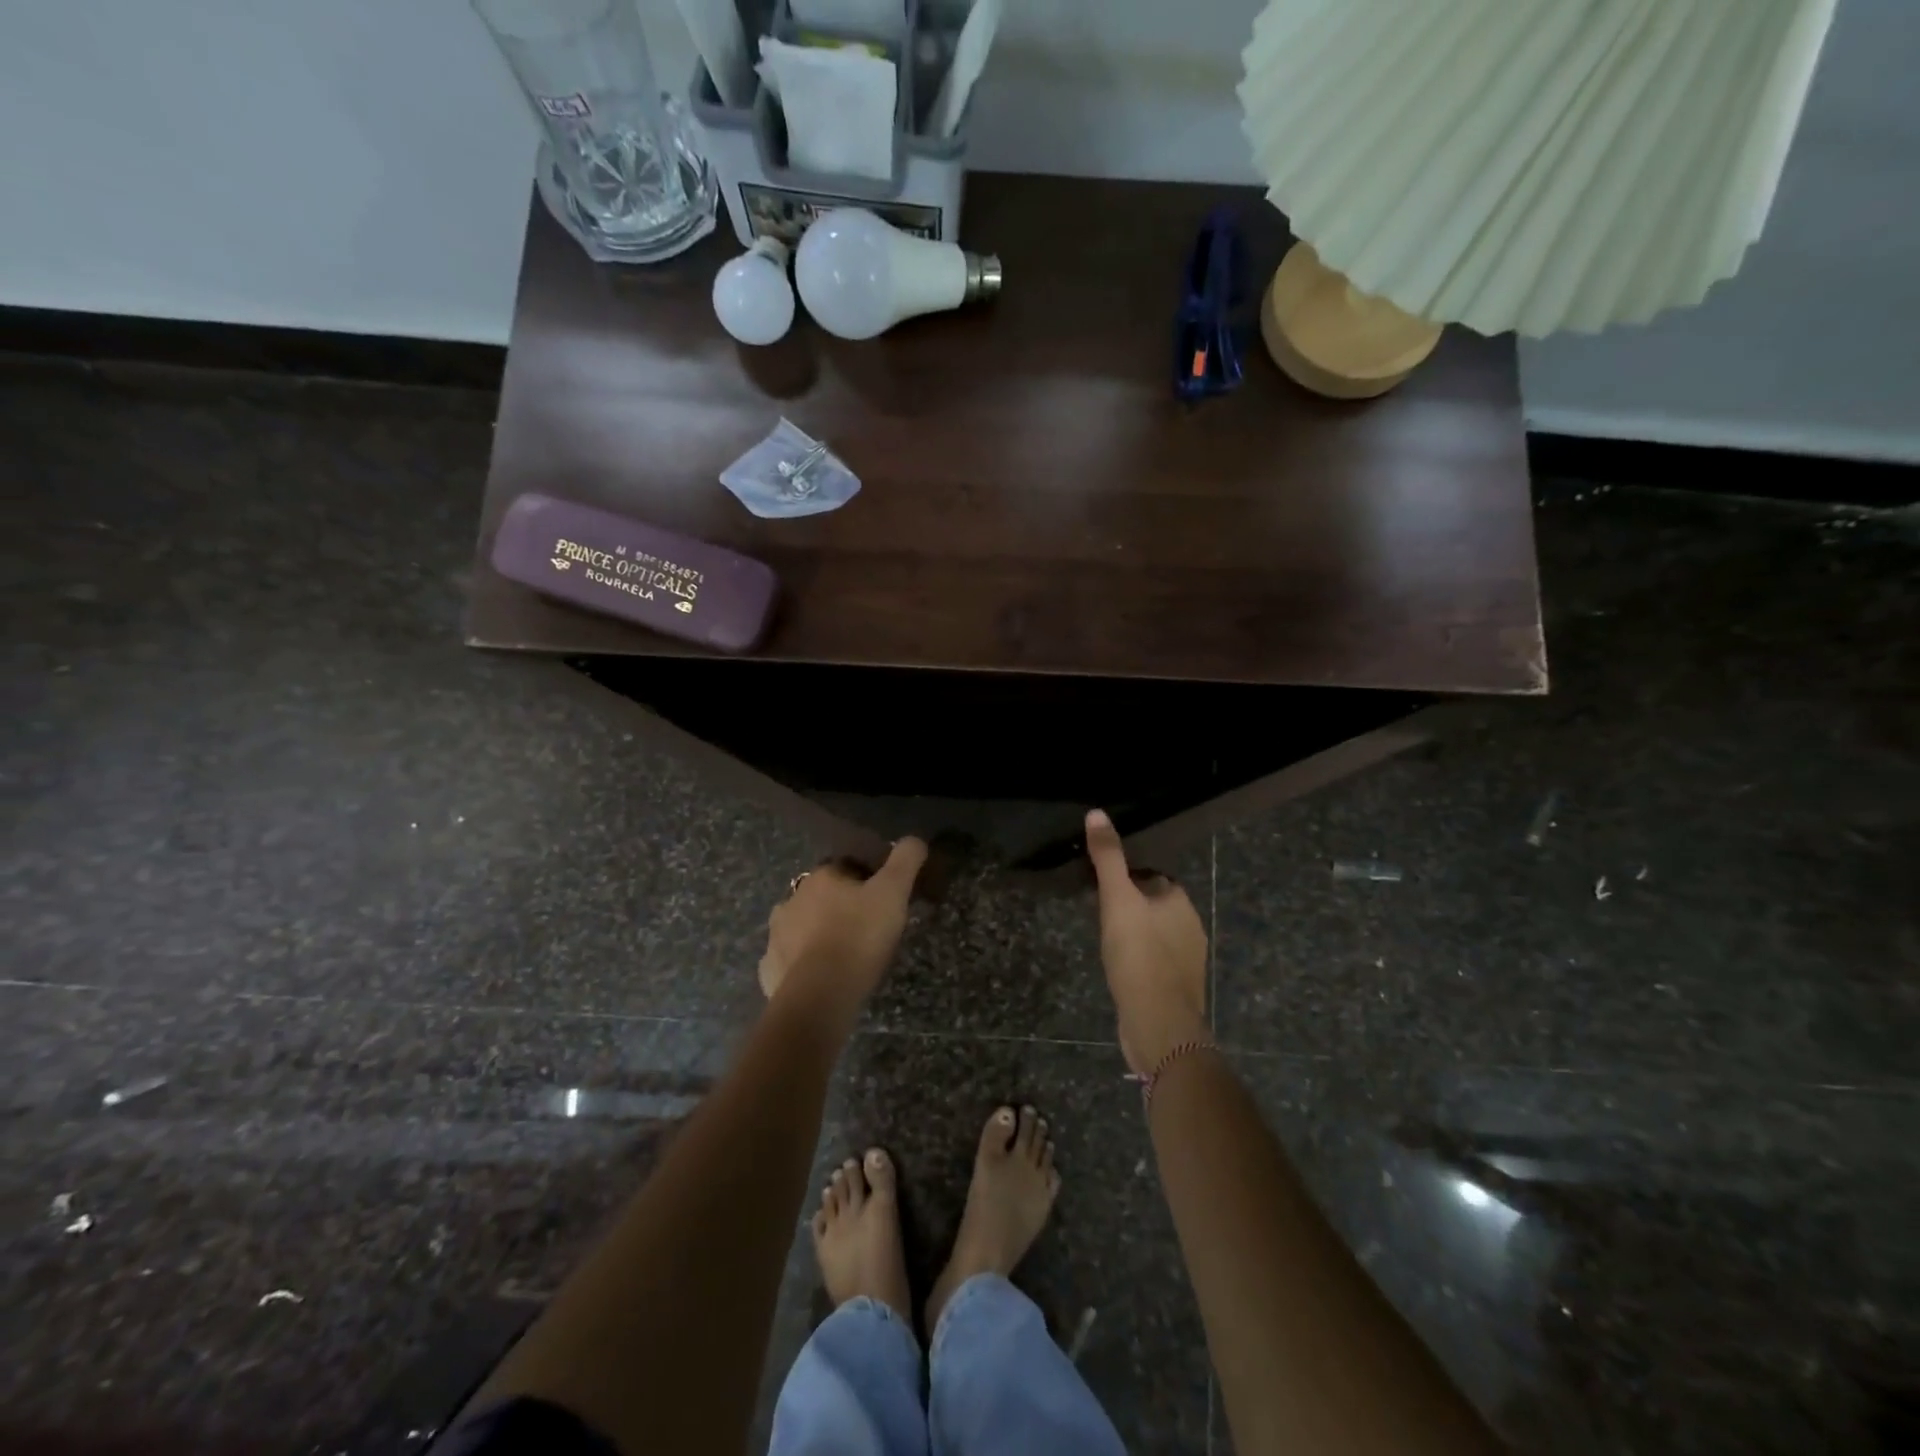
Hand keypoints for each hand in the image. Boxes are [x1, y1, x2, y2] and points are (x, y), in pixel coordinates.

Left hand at [758, 838, 928, 1025]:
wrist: (820, 994)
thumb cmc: (859, 936)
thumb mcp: (893, 893)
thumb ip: (905, 861)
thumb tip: (915, 838)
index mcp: (821, 877)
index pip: (845, 867)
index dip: (866, 880)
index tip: (883, 898)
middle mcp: (792, 899)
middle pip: (821, 896)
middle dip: (839, 906)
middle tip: (866, 927)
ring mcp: (776, 935)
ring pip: (801, 925)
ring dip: (818, 932)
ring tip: (843, 953)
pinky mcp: (770, 968)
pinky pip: (789, 959)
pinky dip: (802, 963)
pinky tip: (820, 976)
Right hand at [1085, 810, 1208, 1075]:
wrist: (1158, 1024)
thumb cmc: (1139, 955)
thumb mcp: (1117, 900)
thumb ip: (1108, 858)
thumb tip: (1097, 813)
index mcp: (1181, 902)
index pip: (1153, 877)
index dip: (1128, 878)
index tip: (1103, 885)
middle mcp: (1191, 927)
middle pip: (1155, 906)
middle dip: (1131, 907)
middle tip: (1098, 912)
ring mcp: (1187, 961)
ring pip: (1156, 936)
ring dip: (1135, 935)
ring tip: (1105, 940)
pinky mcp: (1177, 988)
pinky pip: (1155, 963)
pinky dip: (1139, 961)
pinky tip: (1119, 969)